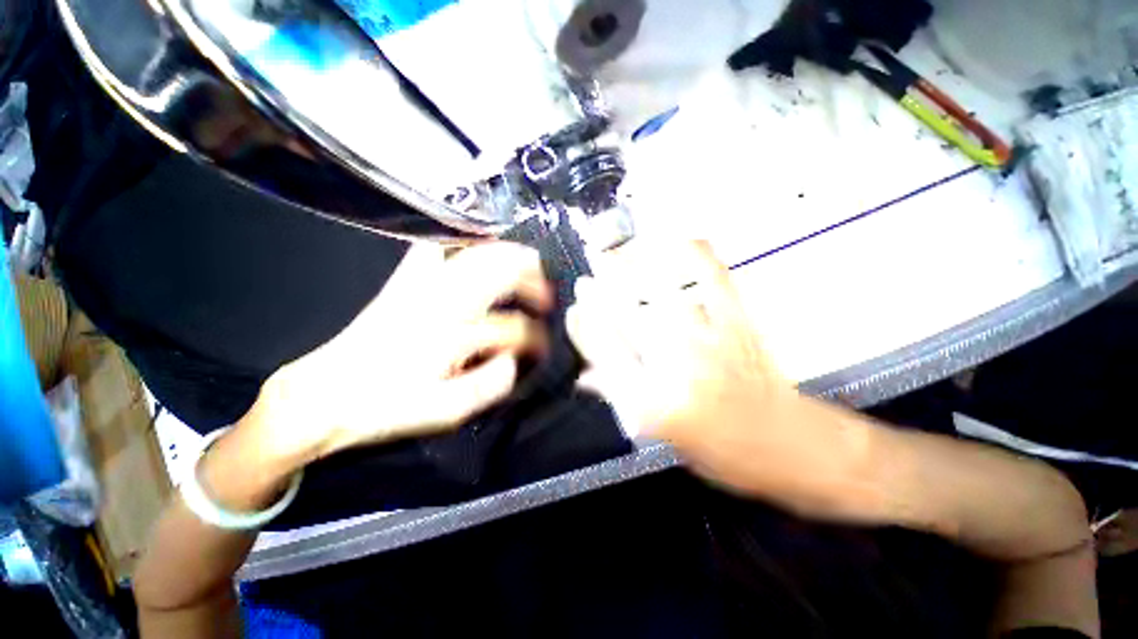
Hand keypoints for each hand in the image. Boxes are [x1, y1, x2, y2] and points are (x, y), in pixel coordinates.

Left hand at [245, 241, 552, 469]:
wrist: (325, 393)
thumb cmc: (386, 407)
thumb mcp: (442, 412)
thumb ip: (487, 387)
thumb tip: (515, 362)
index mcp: (451, 336)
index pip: (511, 327)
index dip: (535, 337)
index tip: (542, 348)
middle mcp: (440, 301)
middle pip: (498, 272)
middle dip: (531, 277)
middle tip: (546, 290)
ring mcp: (419, 285)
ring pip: (474, 253)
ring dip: (506, 253)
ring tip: (525, 259)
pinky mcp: (402, 280)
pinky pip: (436, 247)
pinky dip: (463, 243)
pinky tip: (477, 248)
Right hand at [568, 240, 870, 510]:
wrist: (790, 446)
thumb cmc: (720, 451)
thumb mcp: (661, 437)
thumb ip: (620, 400)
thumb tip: (583, 378)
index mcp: (652, 403)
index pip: (604, 355)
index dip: (584, 329)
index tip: (573, 311)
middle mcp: (675, 367)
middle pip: (626, 319)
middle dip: (598, 294)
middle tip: (584, 278)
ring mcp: (709, 340)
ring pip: (660, 294)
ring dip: (631, 270)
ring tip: (613, 254)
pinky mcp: (739, 324)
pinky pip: (715, 280)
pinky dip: (699, 254)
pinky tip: (681, 239)